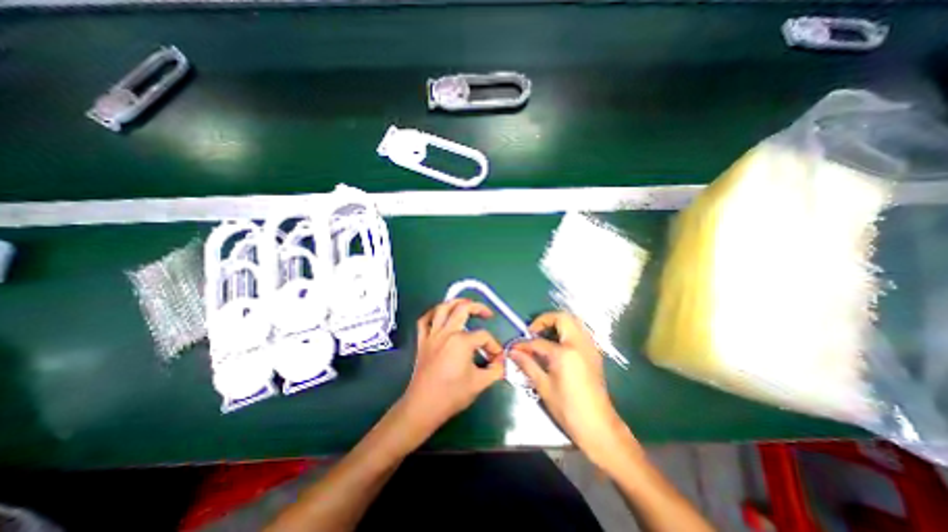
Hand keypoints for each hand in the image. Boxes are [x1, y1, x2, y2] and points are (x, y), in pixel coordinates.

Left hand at [397, 300, 507, 439]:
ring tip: (466, 304)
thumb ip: (496, 370)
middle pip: (463, 309)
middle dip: (479, 308)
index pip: (484, 336)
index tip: (498, 358)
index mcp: (462, 341)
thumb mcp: (480, 383)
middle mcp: (447, 332)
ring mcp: (432, 334)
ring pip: (442, 308)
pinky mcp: (422, 341)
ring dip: (455, 302)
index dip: (494, 346)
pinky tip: (439, 314)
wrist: (423, 406)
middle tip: (488, 314)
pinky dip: (431, 314)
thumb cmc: (452, 394)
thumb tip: (504, 362)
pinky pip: (424, 321)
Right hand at [508, 311, 631, 464]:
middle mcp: (579, 344)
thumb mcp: (543, 387)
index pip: (539, 342)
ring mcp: (589, 347)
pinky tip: (558, 346)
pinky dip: (567, 332)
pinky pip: (580, 332)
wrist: (599, 427)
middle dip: (544, 320)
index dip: (524, 344)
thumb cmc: (568, 409)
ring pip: (574, 322)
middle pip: (562, 318)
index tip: (514, 348)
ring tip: (544, 338)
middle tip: (533, 333)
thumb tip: (513, 352)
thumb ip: (528, 364)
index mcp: (565, 352)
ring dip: (557, 324)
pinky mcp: (594, 353)